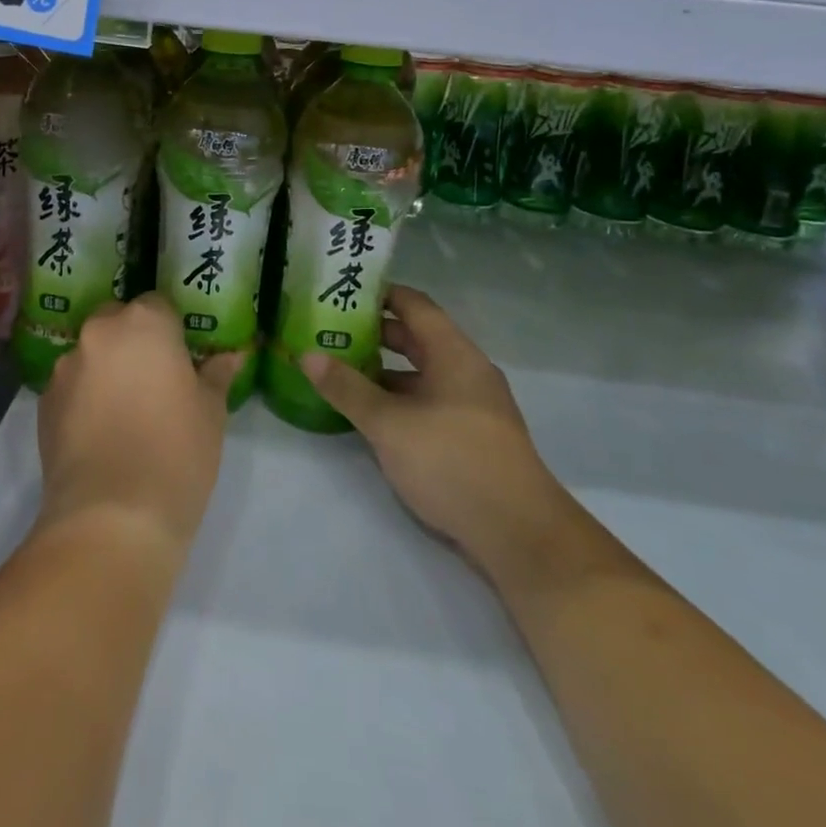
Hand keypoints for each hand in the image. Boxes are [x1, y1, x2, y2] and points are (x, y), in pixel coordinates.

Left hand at [38, 293, 241, 550]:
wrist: (113, 517)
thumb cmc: (177, 453)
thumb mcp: (211, 413)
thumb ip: (216, 376)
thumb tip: (230, 357)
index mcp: (144, 324)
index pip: (158, 306)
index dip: (171, 331)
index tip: (181, 360)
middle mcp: (99, 334)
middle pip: (118, 323)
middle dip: (133, 343)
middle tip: (154, 381)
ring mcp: (66, 368)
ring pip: (91, 355)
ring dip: (106, 370)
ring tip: (124, 413)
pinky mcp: (43, 403)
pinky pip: (71, 387)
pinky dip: (84, 398)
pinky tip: (100, 433)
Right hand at [302, 285, 563, 572]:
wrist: (519, 534)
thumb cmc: (452, 462)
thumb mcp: (388, 424)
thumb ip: (347, 388)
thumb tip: (306, 355)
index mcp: (454, 354)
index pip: (415, 305)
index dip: (380, 294)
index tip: (342, 292)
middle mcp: (467, 371)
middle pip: (417, 337)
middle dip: (375, 333)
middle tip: (330, 331)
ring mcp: (472, 405)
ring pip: (422, 373)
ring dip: (384, 370)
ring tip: (341, 371)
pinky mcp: (471, 436)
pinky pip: (429, 401)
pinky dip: (399, 398)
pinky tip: (370, 414)